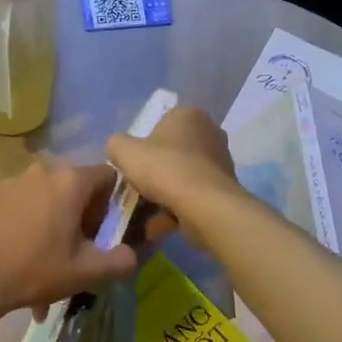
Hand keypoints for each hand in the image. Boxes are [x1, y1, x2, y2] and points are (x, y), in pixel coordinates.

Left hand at [0, 158, 138, 330]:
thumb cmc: (34, 270)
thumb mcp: (86, 272)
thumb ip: (120, 260)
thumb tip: (132, 254)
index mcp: (70, 180)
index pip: (108, 177)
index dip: (114, 204)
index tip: (106, 232)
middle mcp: (43, 170)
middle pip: (76, 187)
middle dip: (82, 216)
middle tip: (78, 250)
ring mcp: (14, 181)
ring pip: (48, 198)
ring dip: (55, 223)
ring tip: (48, 262)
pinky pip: (24, 206)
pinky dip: (30, 226)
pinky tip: (23, 258)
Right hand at [105, 106, 242, 254]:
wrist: (204, 206)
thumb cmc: (164, 169)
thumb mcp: (124, 151)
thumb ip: (116, 145)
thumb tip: (118, 150)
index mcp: (188, 114)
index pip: (160, 124)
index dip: (143, 145)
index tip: (133, 164)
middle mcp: (210, 132)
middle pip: (172, 152)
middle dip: (155, 171)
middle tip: (138, 188)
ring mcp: (220, 161)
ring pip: (182, 176)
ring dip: (164, 193)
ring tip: (144, 213)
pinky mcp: (224, 188)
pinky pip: (193, 196)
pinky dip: (177, 208)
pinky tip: (159, 226)